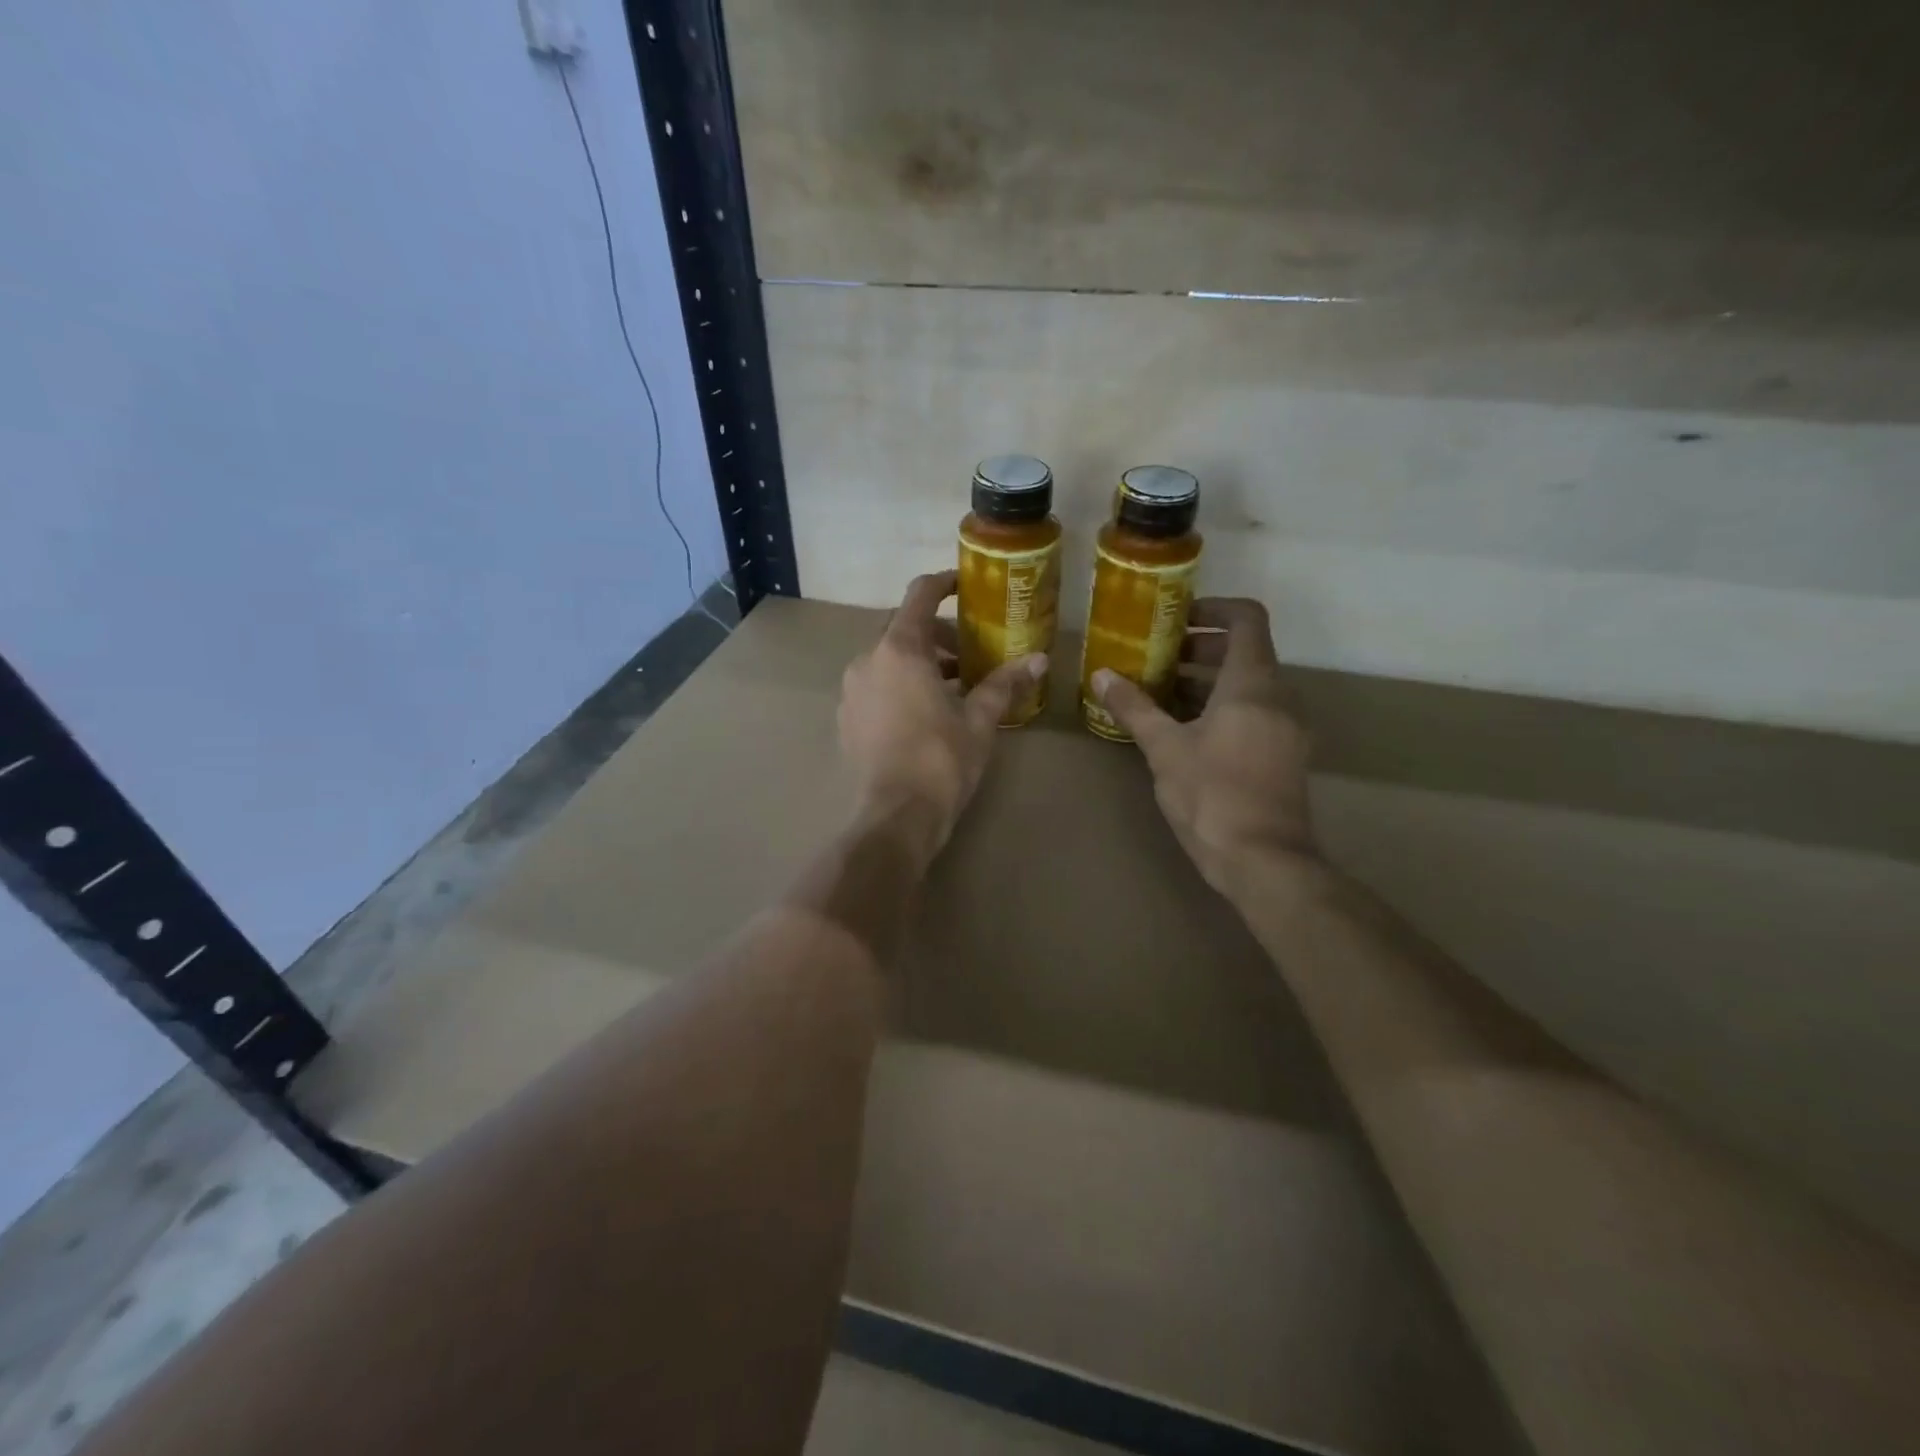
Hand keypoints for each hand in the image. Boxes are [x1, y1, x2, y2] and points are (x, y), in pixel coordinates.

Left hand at [840, 571, 1046, 860]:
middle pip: (904, 628)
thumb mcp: (979, 720)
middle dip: (938, 634)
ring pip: (888, 659)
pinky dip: (900, 685)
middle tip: (970, 653)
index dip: (943, 583)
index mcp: (900, 650)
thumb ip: (1004, 684)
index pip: (920, 595)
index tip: (964, 586)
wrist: (895, 816)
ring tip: (953, 687)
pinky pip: (876, 685)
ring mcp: (852, 690)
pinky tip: (924, 712)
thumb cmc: (941, 761)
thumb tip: (1038, 660)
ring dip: (920, 662)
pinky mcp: (847, 718)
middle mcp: (868, 660)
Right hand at [1093, 598, 1317, 894]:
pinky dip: (1223, 708)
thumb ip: (1133, 707)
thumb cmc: (1212, 795)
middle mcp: (1279, 697)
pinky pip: (1255, 713)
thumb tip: (1100, 675)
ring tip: (1163, 696)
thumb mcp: (1164, 749)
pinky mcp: (1285, 755)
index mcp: (1253, 683)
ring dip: (1208, 682)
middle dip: (1200, 650)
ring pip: (1250, 686)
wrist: (1263, 861)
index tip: (1176, 619)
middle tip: (1158, 660)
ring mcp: (1287, 728)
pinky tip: (1186, 731)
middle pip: (1246, 652)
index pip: (1246, 618)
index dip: (1213, 609)